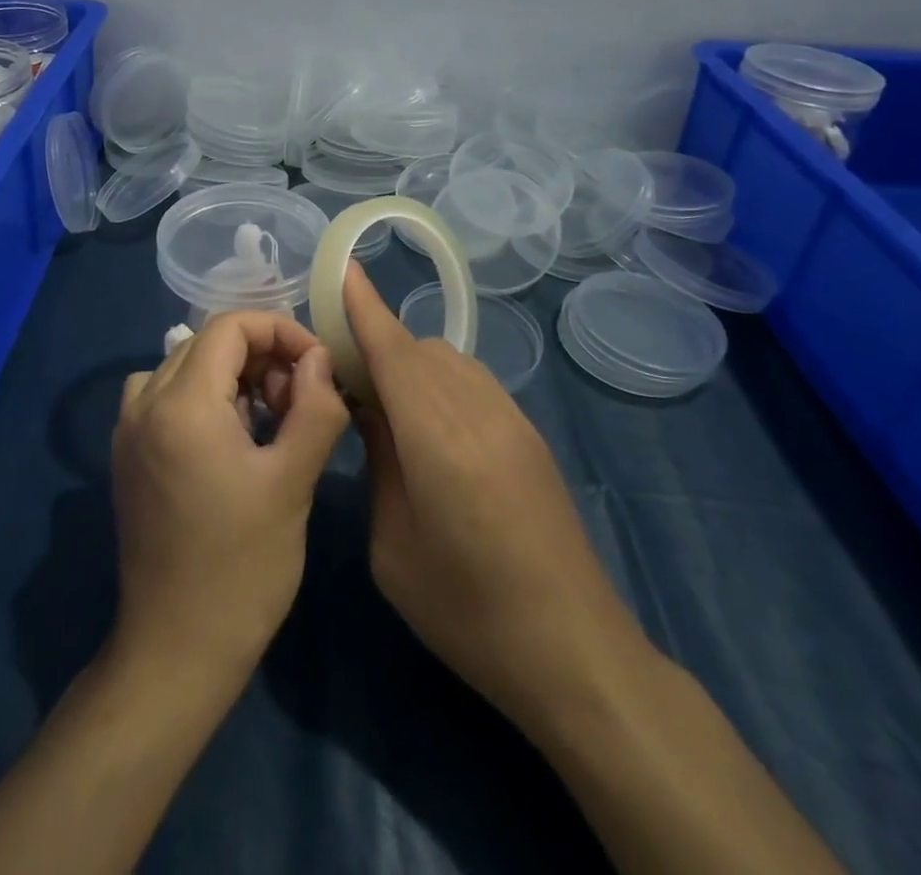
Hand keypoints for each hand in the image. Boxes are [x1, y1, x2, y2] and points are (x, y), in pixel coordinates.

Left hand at [111, 312, 348, 684]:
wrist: (176, 650)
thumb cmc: (242, 567)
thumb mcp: (292, 481)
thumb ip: (314, 406)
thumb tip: (319, 359)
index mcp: (181, 403)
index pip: (230, 326)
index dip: (280, 331)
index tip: (316, 365)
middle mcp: (144, 404)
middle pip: (207, 343)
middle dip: (261, 357)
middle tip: (297, 401)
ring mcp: (127, 430)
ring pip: (186, 366)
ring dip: (233, 377)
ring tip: (269, 420)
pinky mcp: (126, 455)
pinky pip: (166, 397)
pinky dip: (204, 398)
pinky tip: (231, 441)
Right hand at [342, 265, 645, 734]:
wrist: (574, 651)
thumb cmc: (467, 612)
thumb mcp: (394, 547)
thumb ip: (380, 463)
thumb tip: (371, 412)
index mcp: (439, 440)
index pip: (395, 353)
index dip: (367, 308)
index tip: (346, 269)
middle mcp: (479, 413)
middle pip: (421, 350)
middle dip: (381, 345)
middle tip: (346, 379)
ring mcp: (513, 421)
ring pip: (451, 360)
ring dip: (413, 364)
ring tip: (388, 406)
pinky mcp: (531, 437)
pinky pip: (475, 382)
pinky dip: (442, 381)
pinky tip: (432, 427)